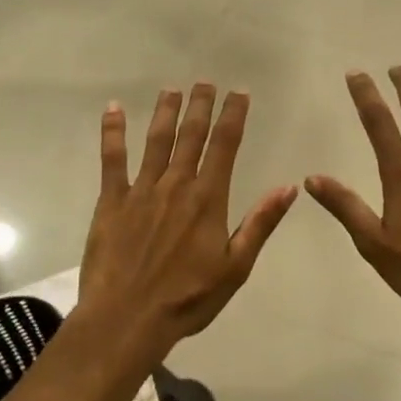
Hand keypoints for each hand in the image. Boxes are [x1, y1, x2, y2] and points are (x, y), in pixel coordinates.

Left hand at [77, 84, 296, 352]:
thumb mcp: (236, 267)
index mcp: (209, 199)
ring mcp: (141, 190)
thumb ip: (260, 223)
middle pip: (192, 135)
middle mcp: (176, 185)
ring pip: (156, 140)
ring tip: (172, 89)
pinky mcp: (111, 201)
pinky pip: (112, 159)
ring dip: (166, 112)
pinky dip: (113, 132)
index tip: (239, 93)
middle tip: (206, 81)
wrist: (127, 319)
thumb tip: (289, 187)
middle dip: (201, 105)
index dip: (234, 115)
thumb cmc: (187, 298)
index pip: (226, 146)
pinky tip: (114, 109)